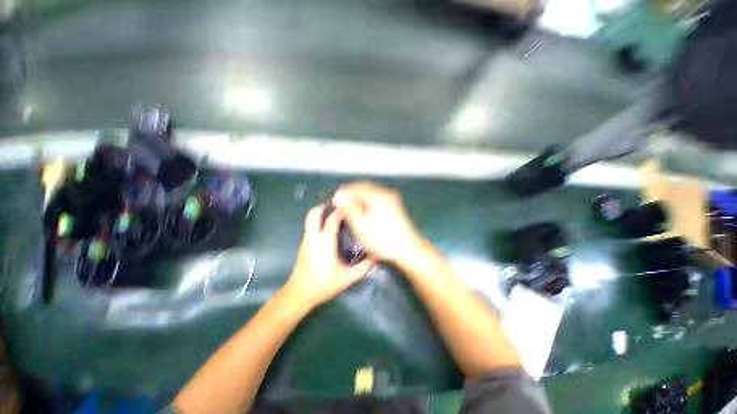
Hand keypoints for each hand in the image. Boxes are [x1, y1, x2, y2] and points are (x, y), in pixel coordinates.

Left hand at [285, 204, 375, 307]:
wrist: (299, 294)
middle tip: (338, 204)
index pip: (332, 220)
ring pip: (309, 218)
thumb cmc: (323, 285)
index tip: (351, 206)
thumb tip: (376, 257)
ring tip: (334, 212)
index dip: (341, 211)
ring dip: (320, 212)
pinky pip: (310, 226)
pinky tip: (328, 226)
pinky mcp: (303, 244)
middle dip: (325, 205)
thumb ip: (363, 268)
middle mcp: (313, 238)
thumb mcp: (347, 278)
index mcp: (325, 243)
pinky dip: (318, 220)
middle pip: (314, 214)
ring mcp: (306, 240)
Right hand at [333, 182, 423, 263]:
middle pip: (364, 189)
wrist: (408, 250)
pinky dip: (367, 205)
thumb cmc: (383, 240)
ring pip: (370, 196)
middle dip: (351, 196)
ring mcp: (391, 200)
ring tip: (349, 212)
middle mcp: (386, 194)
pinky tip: (362, 215)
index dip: (344, 192)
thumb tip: (339, 195)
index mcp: (379, 195)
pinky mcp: (394, 208)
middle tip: (341, 207)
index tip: (335, 202)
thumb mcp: (362, 225)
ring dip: (359, 201)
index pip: (357, 187)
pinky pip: (376, 201)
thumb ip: (349, 208)